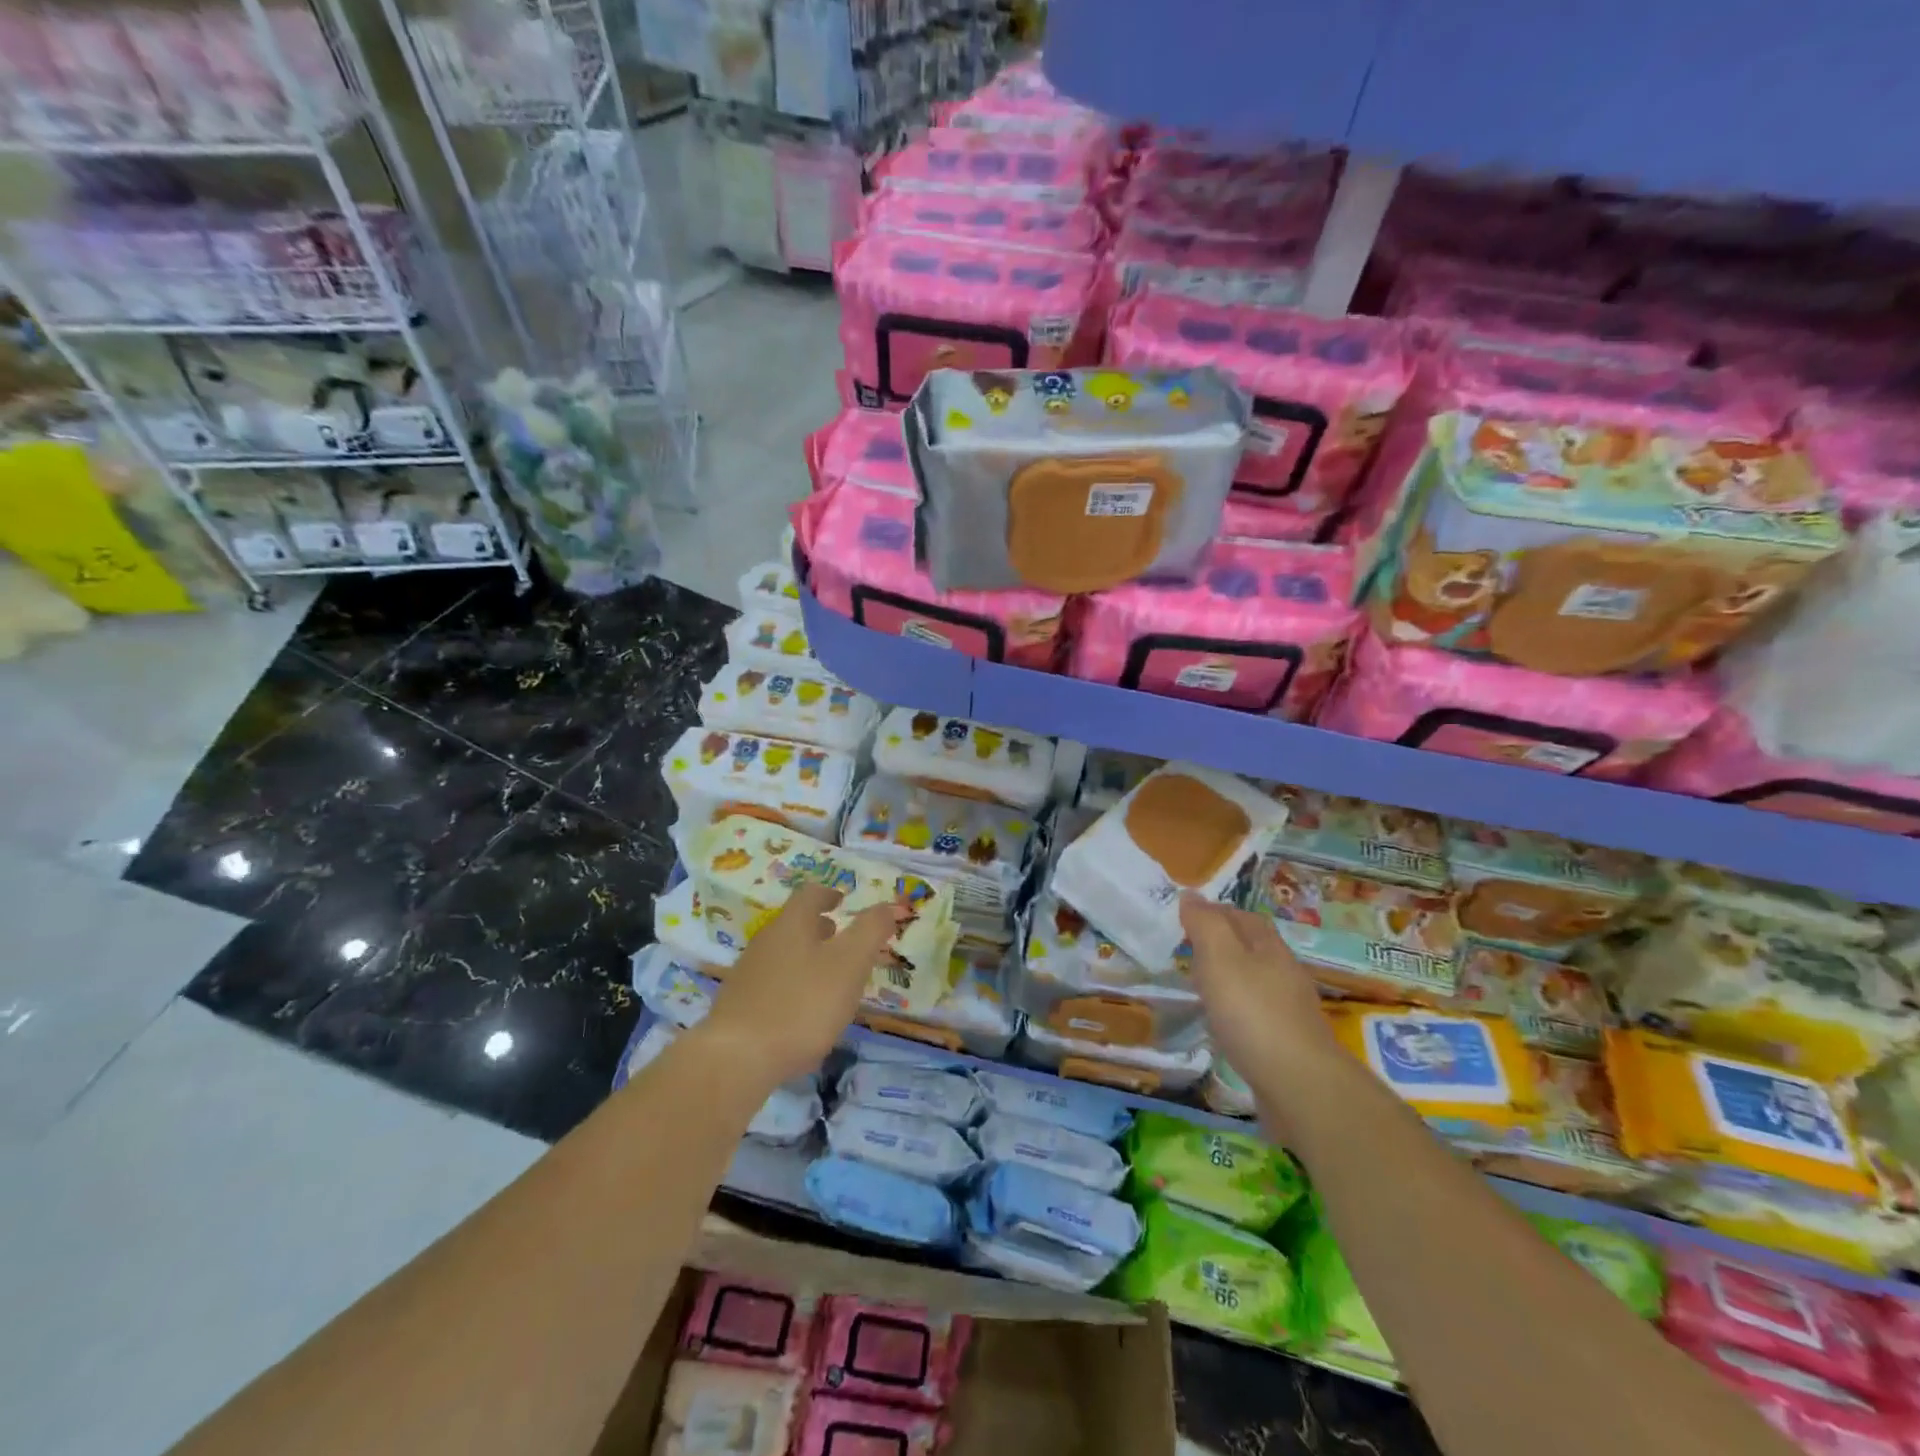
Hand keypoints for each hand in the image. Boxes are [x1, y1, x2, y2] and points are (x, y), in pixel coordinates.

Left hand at [701, 885, 904, 1085]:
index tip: (842, 901)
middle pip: (795, 924)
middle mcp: (766, 940)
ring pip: (783, 954)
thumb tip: (888, 906)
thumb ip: (871, 931)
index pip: (810, 894)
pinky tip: (803, 1013)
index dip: (829, 894)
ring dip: (807, 958)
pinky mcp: (739, 1005)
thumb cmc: (803, 1003)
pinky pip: (772, 984)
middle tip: (842, 941)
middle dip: (820, 929)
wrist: (737, 1058)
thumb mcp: (850, 963)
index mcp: (793, 923)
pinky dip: (792, 986)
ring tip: (829, 980)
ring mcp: (748, 973)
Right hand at [1180, 896, 1345, 1111]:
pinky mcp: (1288, 1043)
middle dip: (1223, 943)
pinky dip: (1237, 1010)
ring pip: (1255, 981)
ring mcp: (1290, 1010)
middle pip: (1253, 947)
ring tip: (1201, 985)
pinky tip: (1223, 1024)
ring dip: (1230, 978)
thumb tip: (1190, 895)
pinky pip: (1257, 1014)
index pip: (1243, 916)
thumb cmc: (1253, 1013)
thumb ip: (1204, 925)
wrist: (1300, 1086)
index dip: (1215, 911)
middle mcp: (1284, 973)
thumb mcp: (1220, 958)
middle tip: (1188, 949)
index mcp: (1269, 947)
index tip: (1185, 916)